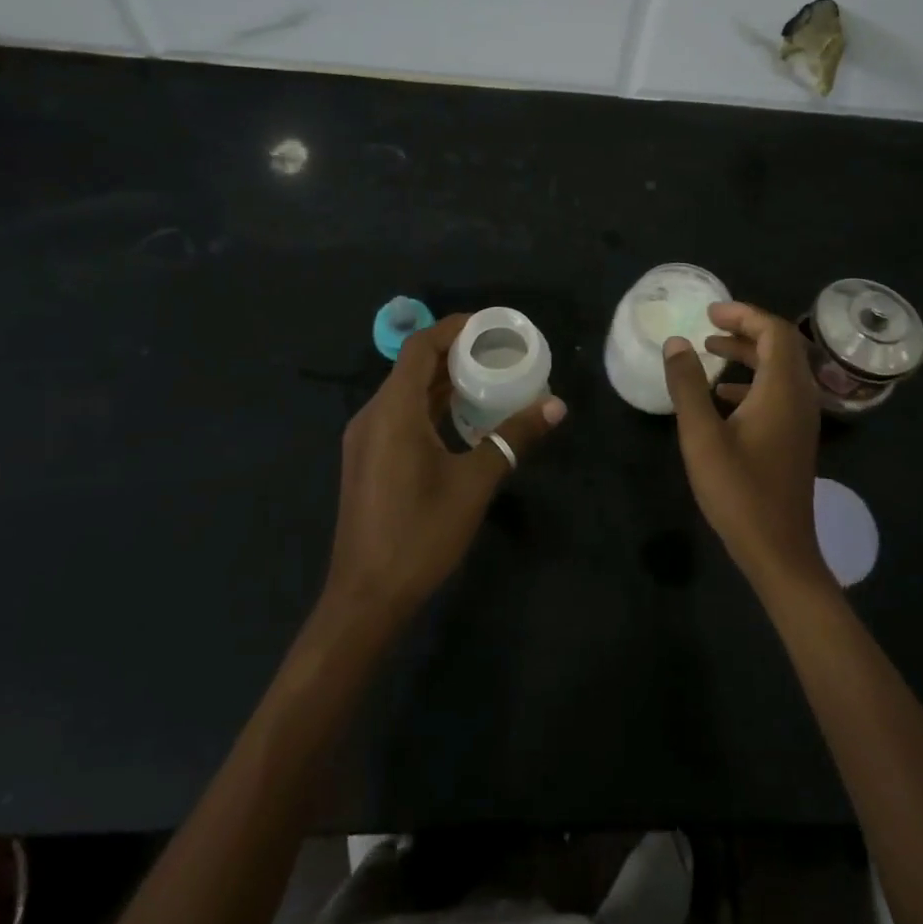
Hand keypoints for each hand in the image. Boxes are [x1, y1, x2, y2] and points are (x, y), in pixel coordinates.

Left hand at [325, 314, 565, 632]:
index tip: (493, 325)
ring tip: (490, 378)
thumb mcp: (474, 483)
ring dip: (444, 381)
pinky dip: (432, 406)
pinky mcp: (369, 460)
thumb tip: (556, 406)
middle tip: (501, 352)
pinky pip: (401, 415)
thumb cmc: (420, 534)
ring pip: (406, 393)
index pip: (420, 347)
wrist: (366, 597)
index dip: (455, 328)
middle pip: (413, 367)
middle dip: (456, 353)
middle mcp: (372, 415)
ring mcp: (366, 439)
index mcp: (392, 411)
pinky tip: (463, 419)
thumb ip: (513, 439)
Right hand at [663, 301, 828, 598]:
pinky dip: (753, 381)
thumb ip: (687, 386)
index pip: (774, 332)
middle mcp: (800, 397)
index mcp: (782, 390)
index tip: (709, 313)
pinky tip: (722, 397)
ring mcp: (802, 420)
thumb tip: (676, 342)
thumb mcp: (701, 436)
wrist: (779, 551)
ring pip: (781, 370)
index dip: (743, 315)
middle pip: (781, 346)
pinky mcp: (795, 438)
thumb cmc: (739, 491)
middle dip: (746, 329)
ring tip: (711, 352)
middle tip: (709, 326)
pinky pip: (779, 392)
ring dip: (749, 354)